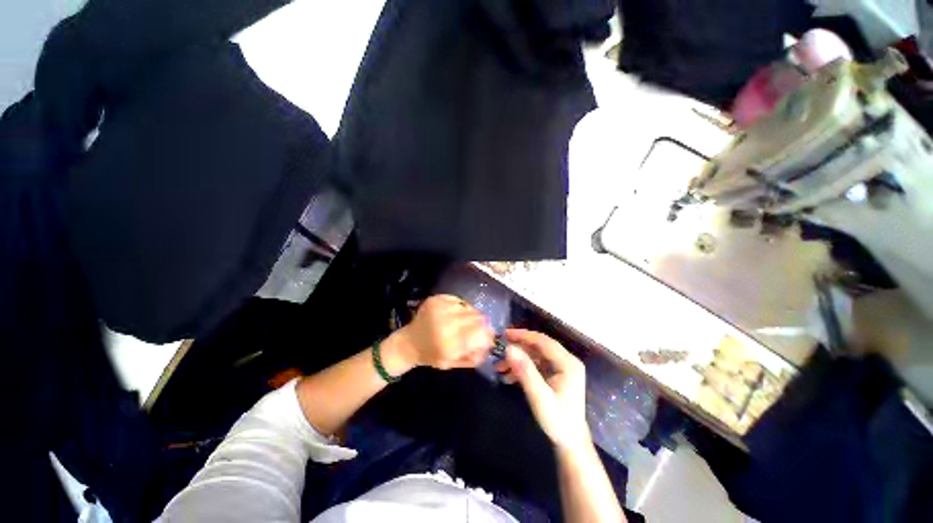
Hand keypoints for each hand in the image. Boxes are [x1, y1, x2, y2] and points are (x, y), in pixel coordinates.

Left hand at [386, 295, 494, 372]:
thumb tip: (490, 343)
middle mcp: (446, 322)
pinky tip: (453, 314)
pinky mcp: (437, 299)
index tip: (487, 337)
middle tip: (475, 329)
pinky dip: (460, 307)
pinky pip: (459, 300)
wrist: (409, 342)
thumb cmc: (432, 355)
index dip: (487, 334)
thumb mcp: (453, 363)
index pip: (481, 333)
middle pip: (477, 318)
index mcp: (450, 343)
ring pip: (469, 307)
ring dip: (470, 315)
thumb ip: (474, 356)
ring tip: (462, 322)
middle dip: (480, 324)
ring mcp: (441, 308)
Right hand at [496, 329, 591, 451]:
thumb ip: (525, 371)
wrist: (570, 444)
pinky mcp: (555, 375)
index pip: (543, 341)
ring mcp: (561, 368)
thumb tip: (509, 348)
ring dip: (517, 359)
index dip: (523, 335)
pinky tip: (507, 377)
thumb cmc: (558, 421)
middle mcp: (566, 361)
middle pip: (538, 347)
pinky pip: (536, 365)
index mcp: (568, 363)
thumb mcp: (539, 396)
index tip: (504, 334)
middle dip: (518, 348)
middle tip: (498, 348)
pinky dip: (522, 368)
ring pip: (535, 356)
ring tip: (498, 367)